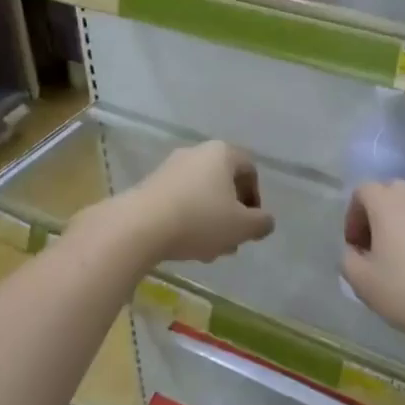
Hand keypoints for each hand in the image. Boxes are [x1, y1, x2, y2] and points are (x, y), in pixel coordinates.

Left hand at [113, 141, 274, 263]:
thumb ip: (261, 223)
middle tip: (231, 240)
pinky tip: (185, 245)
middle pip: (223, 183)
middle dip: (231, 214)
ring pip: (201, 195)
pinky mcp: (149, 185)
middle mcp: (196, 153)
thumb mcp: (241, 227)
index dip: (255, 198)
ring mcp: (170, 168)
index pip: (249, 170)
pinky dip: (187, 220)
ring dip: (210, 221)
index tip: (251, 224)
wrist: (139, 226)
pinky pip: (178, 201)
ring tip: (209, 251)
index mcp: (222, 153)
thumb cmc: (200, 219)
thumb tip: (265, 221)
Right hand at [341, 180, 404, 346]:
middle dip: (376, 216)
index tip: (355, 246)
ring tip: (400, 258)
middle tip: (374, 249)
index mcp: (388, 202)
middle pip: (389, 193)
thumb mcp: (361, 281)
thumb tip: (356, 251)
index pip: (362, 191)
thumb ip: (348, 258)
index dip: (352, 216)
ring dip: (401, 224)